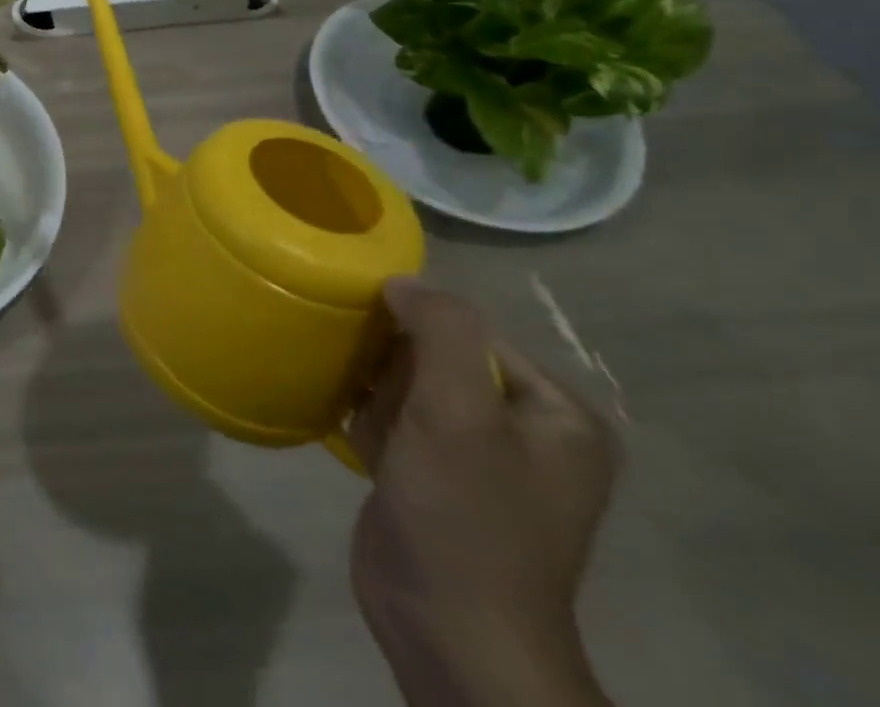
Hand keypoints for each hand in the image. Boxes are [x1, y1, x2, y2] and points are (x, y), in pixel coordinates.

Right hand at [348, 279, 620, 706]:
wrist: (450, 634)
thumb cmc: (464, 516)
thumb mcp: (457, 410)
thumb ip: (440, 330)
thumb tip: (402, 280)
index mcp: (556, 413)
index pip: (471, 331)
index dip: (417, 332)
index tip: (376, 350)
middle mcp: (525, 430)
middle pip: (436, 354)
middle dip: (393, 367)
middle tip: (375, 395)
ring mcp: (478, 458)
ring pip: (408, 384)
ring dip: (375, 392)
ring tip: (366, 420)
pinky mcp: (434, 478)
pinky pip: (396, 419)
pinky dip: (370, 418)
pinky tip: (358, 438)